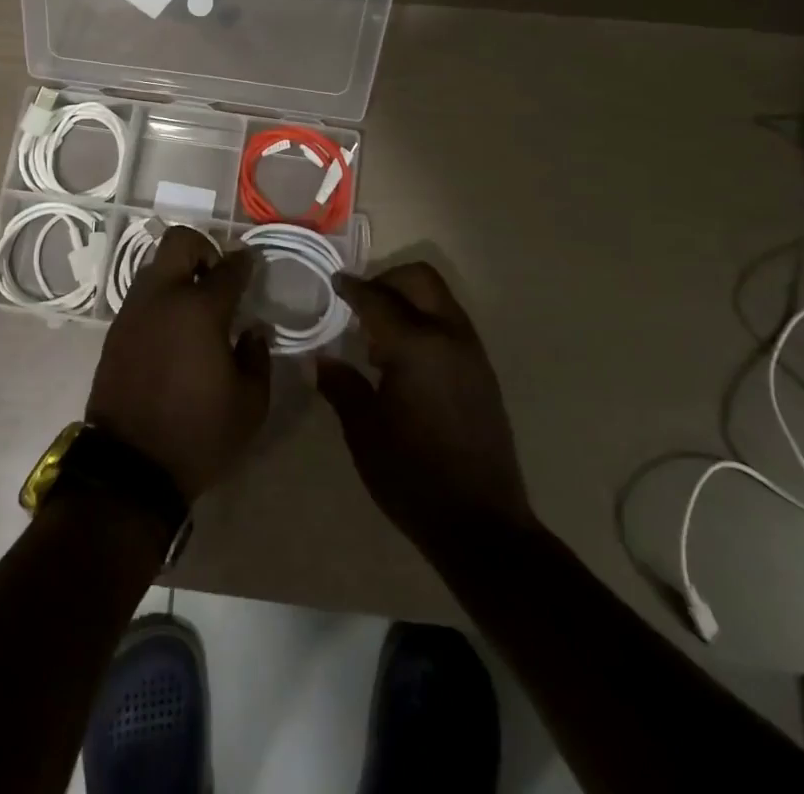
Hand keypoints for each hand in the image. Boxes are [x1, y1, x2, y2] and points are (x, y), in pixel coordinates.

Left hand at [85, 226, 269, 503]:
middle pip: (180, 242)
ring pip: (155, 265)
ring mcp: (134, 310)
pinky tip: (173, 329)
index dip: (245, 262)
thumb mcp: (250, 404)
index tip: (251, 265)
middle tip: (218, 278)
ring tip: (194, 306)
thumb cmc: (199, 433)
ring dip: (178, 273)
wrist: (130, 466)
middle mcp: (164, 297)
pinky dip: (160, 298)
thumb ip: (258, 357)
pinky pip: (141, 295)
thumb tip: (253, 330)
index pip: (229, 268)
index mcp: (201, 309)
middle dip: (204, 249)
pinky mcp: (116, 329)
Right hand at [317, 263, 533, 557]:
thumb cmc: (413, 476)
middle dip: (387, 280)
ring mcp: (472, 353)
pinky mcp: (483, 373)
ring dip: (408, 301)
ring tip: (378, 338)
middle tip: (359, 304)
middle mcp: (449, 336)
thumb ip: (342, 386)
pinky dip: (426, 322)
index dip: (351, 288)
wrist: (482, 524)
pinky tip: (405, 362)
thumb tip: (320, 360)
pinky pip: (451, 325)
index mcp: (416, 346)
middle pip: (420, 279)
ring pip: (439, 299)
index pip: (377, 298)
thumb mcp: (364, 431)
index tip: (335, 282)